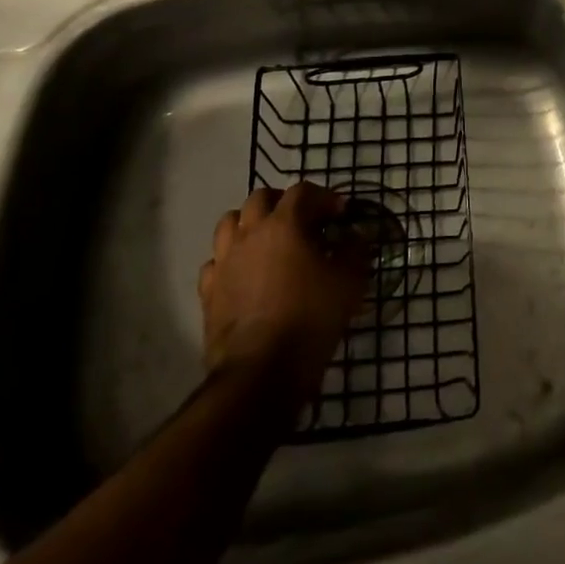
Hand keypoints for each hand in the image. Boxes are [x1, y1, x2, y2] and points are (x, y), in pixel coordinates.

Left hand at [198, 183, 370, 397]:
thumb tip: (354, 236)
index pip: (303, 192)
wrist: (261, 371)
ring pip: (230, 224)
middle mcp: (250, 234)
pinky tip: (244, 275)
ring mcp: (224, 262)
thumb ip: (355, 251)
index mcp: (284, 224)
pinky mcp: (209, 292)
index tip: (340, 215)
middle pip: (260, 198)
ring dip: (250, 225)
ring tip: (268, 242)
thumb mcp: (349, 281)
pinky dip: (230, 261)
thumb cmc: (310, 317)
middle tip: (302, 222)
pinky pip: (216, 262)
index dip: (324, 198)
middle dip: (282, 203)